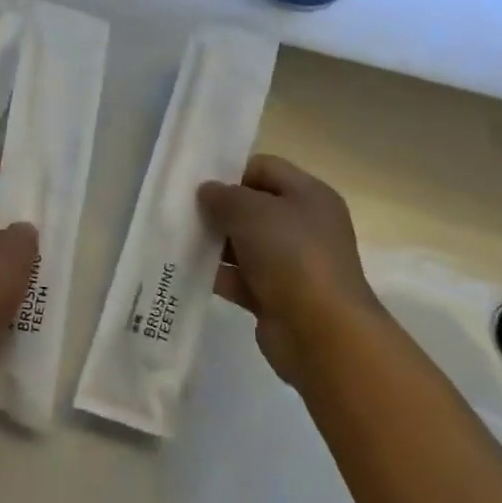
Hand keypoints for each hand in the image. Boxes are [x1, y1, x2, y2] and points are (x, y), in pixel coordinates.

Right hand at [198, 154, 379, 383]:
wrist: (322, 334)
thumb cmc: (291, 255)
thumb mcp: (251, 211)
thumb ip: (224, 196)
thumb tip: (208, 191)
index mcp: (310, 195)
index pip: (265, 168)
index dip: (232, 172)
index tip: (200, 184)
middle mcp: (305, 226)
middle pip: (254, 207)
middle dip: (220, 209)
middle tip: (184, 212)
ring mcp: (293, 264)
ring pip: (246, 244)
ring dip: (216, 243)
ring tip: (179, 239)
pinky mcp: (278, 298)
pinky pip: (242, 278)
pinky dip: (219, 275)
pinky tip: (188, 270)